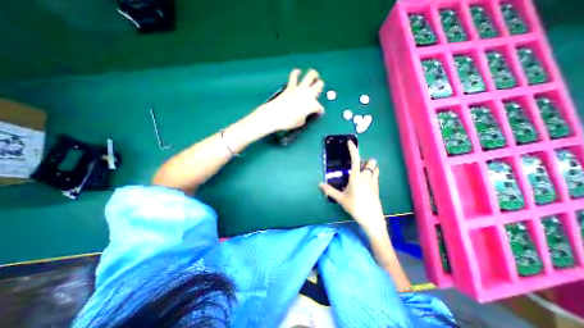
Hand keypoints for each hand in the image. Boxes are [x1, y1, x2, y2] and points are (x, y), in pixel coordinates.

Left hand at [250, 68, 325, 132]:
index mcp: (312, 105)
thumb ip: (305, 116)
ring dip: (313, 75)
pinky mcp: (290, 86)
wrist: (275, 115)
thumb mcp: (300, 122)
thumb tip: (304, 113)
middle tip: (319, 88)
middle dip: (320, 87)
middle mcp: (308, 94)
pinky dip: (296, 73)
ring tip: (314, 75)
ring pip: (310, 76)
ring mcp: (300, 89)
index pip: (320, 107)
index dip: (320, 111)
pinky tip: (297, 72)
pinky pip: (294, 76)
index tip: (319, 112)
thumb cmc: (288, 121)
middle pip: (319, 86)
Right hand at [319, 142, 386, 234]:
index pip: (355, 160)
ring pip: (375, 168)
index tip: (350, 142)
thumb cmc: (355, 207)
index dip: (353, 150)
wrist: (372, 219)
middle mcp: (366, 177)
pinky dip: (372, 174)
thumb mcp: (341, 199)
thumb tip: (320, 184)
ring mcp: (373, 182)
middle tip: (357, 167)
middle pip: (370, 162)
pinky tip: (366, 182)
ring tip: (362, 173)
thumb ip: (330, 191)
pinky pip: (376, 176)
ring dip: (369, 167)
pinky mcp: (377, 187)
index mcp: (356, 177)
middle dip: (365, 161)